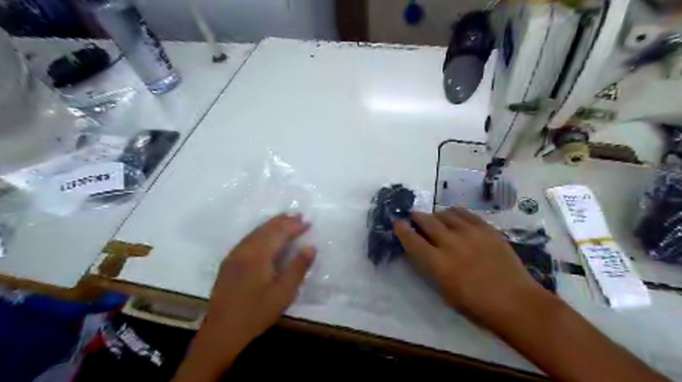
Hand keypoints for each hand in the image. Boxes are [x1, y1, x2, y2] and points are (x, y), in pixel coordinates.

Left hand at [173, 214, 315, 381]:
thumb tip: (310, 246)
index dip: (294, 226)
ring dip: (271, 224)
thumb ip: (297, 268)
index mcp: (258, 255)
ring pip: (255, 232)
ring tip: (284, 219)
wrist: (221, 332)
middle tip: (298, 216)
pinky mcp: (229, 263)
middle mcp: (244, 250)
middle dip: (283, 221)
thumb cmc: (256, 313)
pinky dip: (260, 231)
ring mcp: (234, 255)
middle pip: (266, 229)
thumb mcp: (283, 293)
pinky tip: (264, 235)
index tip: (307, 222)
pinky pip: (247, 238)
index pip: (279, 233)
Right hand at [395, 208, 546, 329]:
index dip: (402, 230)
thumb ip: (430, 268)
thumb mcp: (445, 292)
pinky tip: (454, 217)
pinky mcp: (487, 229)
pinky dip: (455, 213)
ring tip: (436, 220)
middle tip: (414, 217)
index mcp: (438, 264)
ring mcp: (470, 234)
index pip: (412, 241)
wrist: (516, 302)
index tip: (397, 223)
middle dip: (417, 217)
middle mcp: (451, 244)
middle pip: (427, 221)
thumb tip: (420, 251)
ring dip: (436, 216)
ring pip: (445, 214)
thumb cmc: (477, 305)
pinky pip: (466, 213)